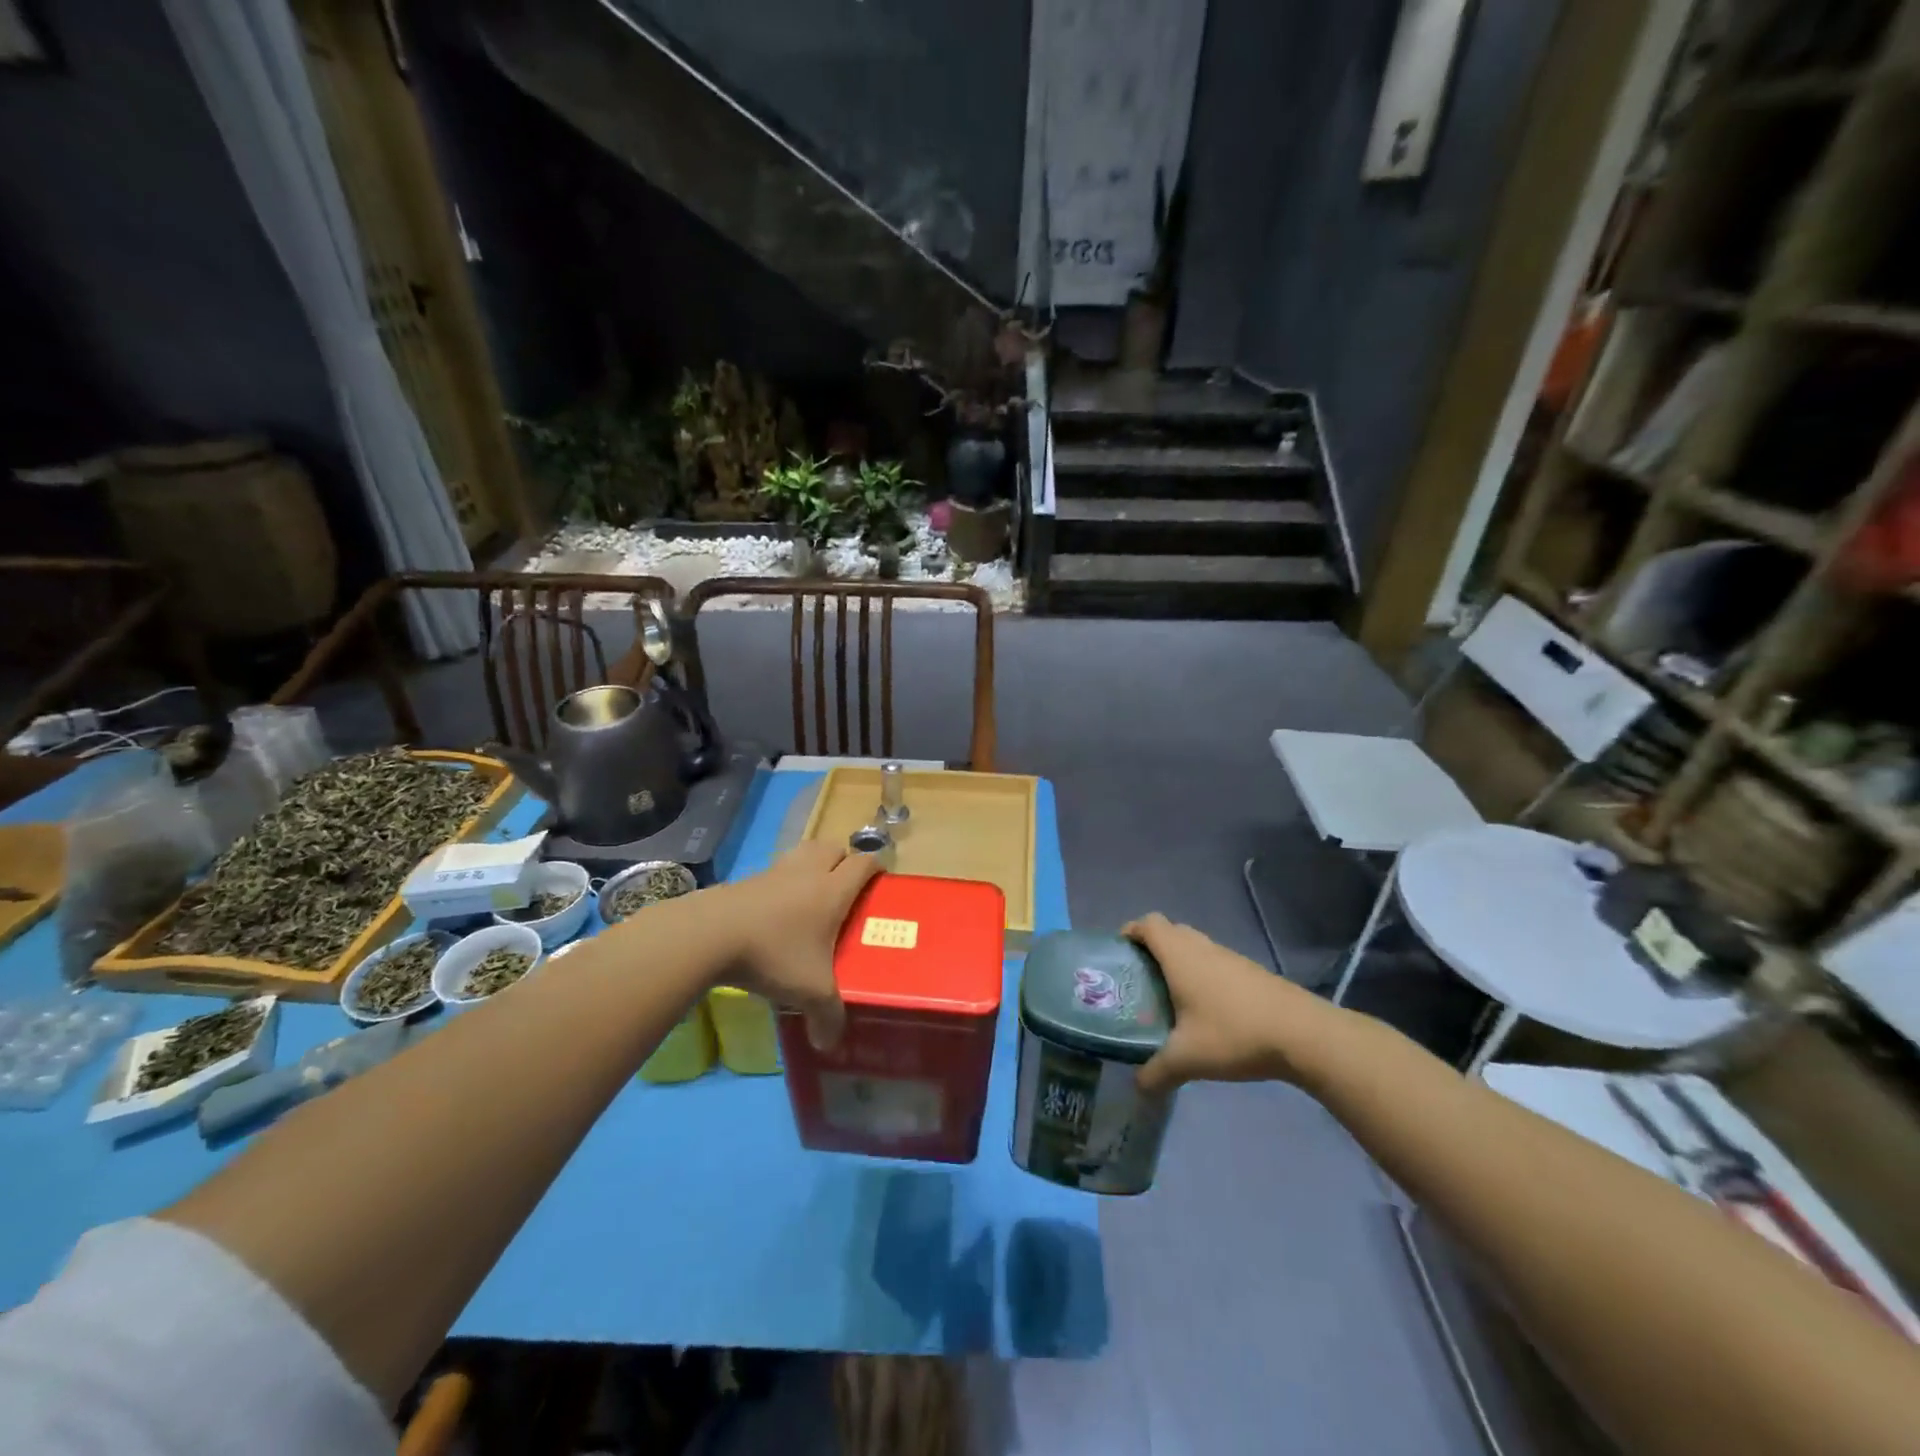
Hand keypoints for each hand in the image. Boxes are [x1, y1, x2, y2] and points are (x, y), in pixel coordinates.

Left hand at [722, 840, 881, 1048]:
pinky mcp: (747, 880)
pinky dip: (781, 883)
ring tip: (811, 896)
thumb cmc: (773, 954)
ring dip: (812, 865)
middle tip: (845, 889)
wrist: (710, 934)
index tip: (880, 884)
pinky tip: (775, 913)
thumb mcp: (809, 992)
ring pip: (803, 853)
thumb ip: (828, 1017)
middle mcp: (808, 872)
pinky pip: (774, 872)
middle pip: (833, 847)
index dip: (876, 869)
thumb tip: (830, 1044)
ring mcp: (774, 872)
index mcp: (833, 890)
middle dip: (843, 861)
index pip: (864, 864)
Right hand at [1124, 914, 1343, 1095]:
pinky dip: (1201, 974)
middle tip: (1139, 978)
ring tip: (1168, 996)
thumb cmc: (1234, 1033)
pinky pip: (1214, 962)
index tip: (1119, 953)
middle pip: (1170, 931)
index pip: (1148, 924)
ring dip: (1178, 962)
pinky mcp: (1249, 971)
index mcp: (1180, 955)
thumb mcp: (1188, 1058)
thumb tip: (1136, 1087)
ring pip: (1194, 946)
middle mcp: (1202, 947)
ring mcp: (1229, 957)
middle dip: (1151, 948)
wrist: (1303, 1034)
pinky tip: (1204, 1010)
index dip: (1131, 931)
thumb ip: (1157, 1072)